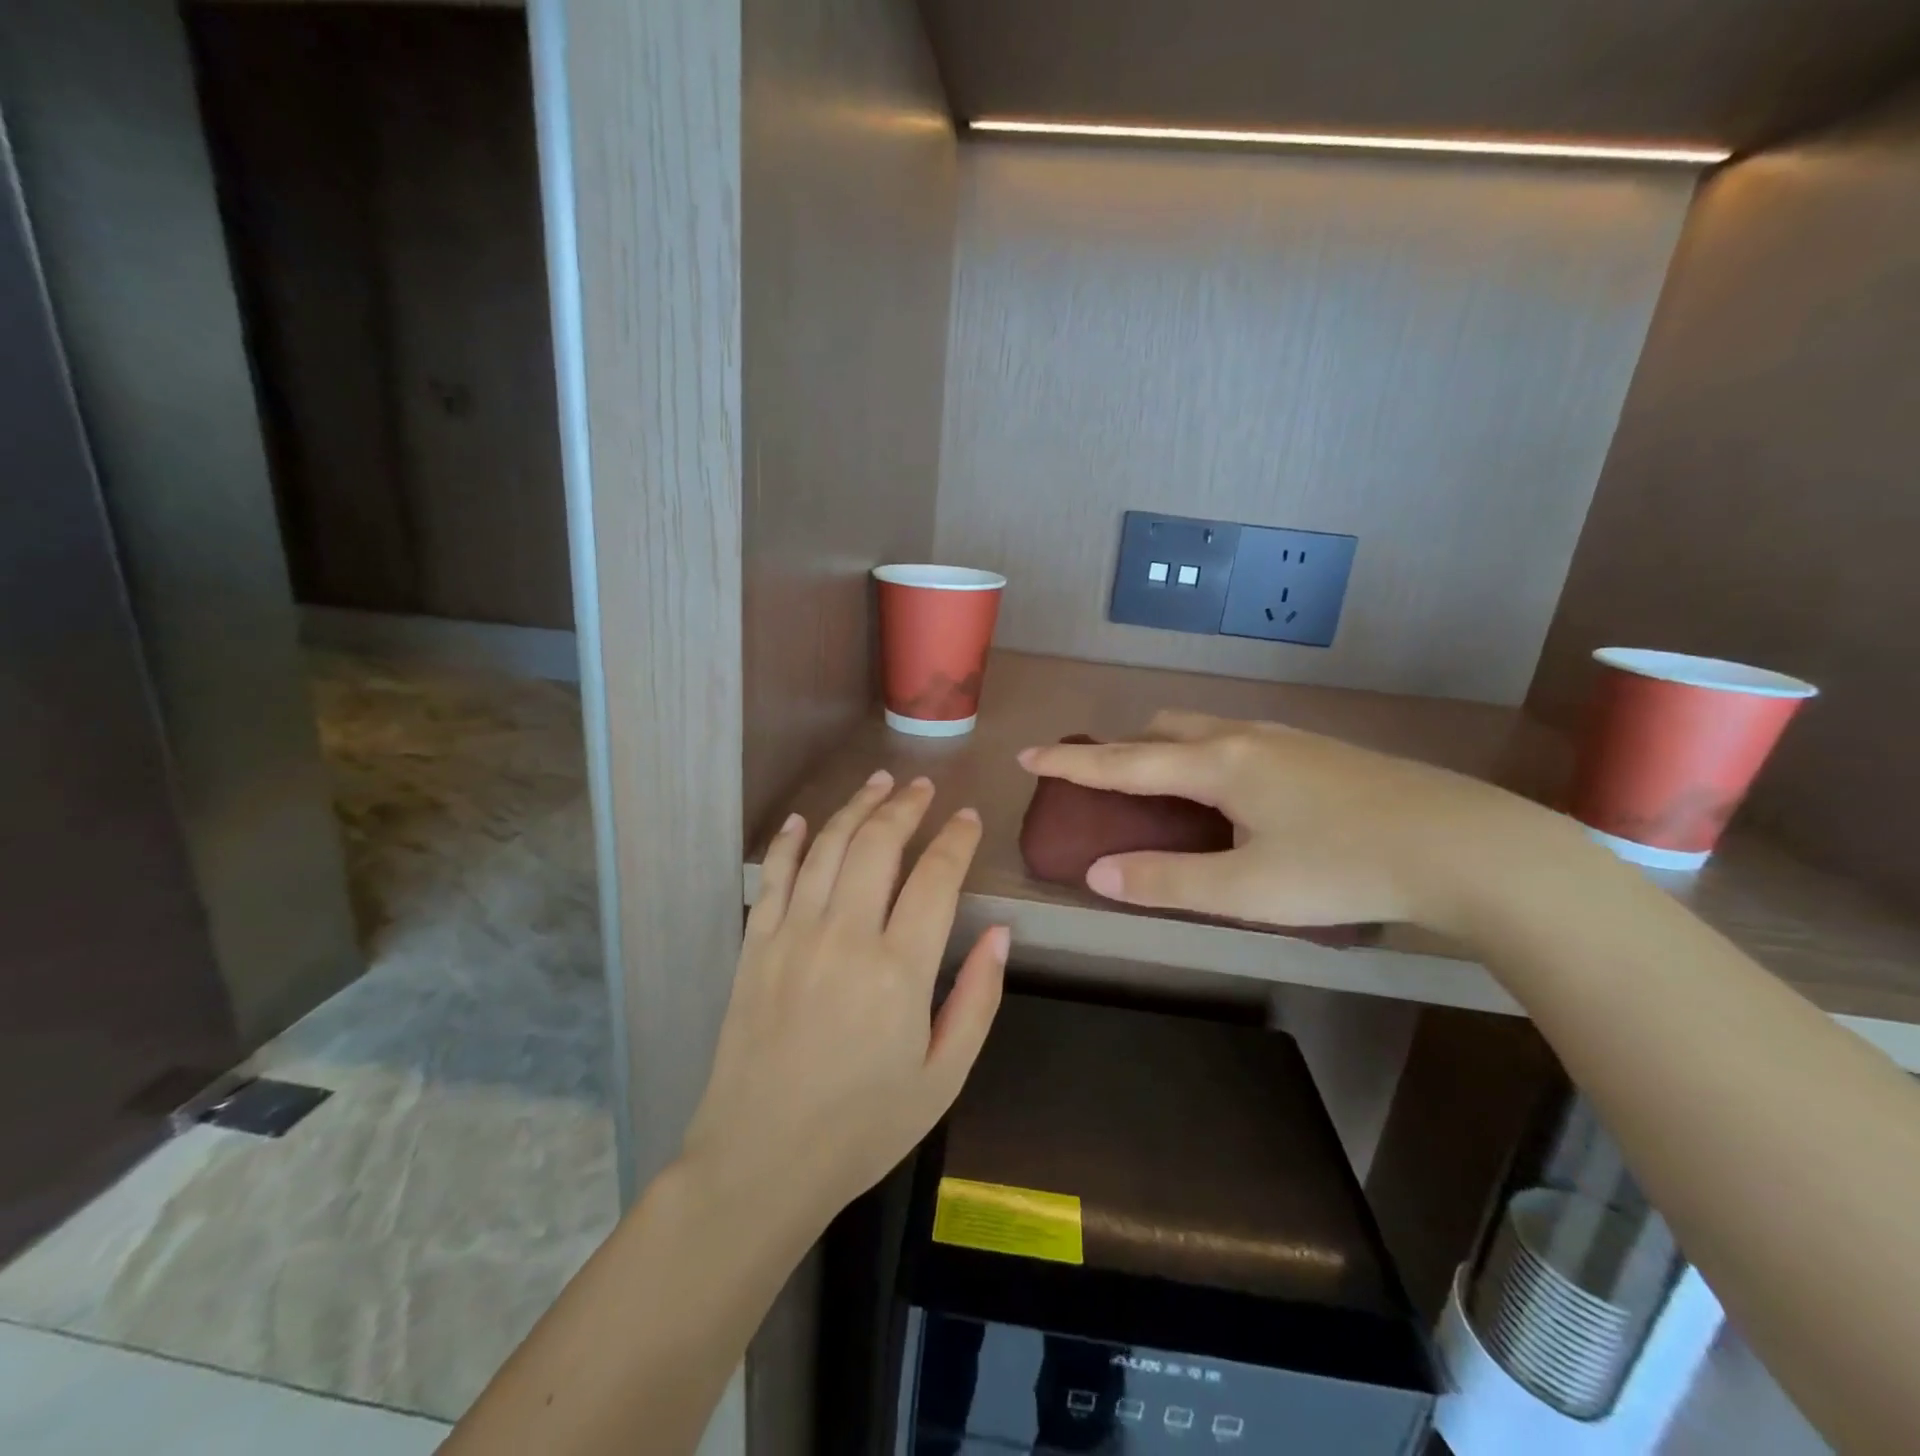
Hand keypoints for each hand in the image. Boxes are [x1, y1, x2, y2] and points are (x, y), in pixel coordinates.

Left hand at [680, 771, 1008, 1228]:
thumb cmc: (863, 1127)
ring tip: (878, 782)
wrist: (760, 1162)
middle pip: (878, 845)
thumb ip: (978, 999)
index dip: (956, 840)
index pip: (936, 878)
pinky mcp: (754, 946)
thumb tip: (1002, 932)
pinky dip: (791, 841)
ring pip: (827, 847)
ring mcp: (792, 936)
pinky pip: (773, 877)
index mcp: (899, 970)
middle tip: (923, 786)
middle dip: (905, 806)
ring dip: (855, 807)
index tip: (968, 818)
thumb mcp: (943, 1077)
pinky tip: (805, 820)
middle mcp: (845, 936)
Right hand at [1019, 711, 1563, 934]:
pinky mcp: (1317, 750)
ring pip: (1204, 729)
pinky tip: (1233, 794)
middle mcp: (1243, 737)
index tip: (1028, 755)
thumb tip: (1096, 874)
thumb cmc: (1344, 867)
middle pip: (1162, 729)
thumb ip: (1165, 882)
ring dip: (1168, 750)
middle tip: (1107, 785)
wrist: (1464, 845)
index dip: (1071, 763)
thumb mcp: (1246, 888)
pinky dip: (1207, 755)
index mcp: (1217, 764)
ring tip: (1165, 790)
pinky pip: (1237, 740)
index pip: (1123, 762)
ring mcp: (1285, 738)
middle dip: (1124, 750)